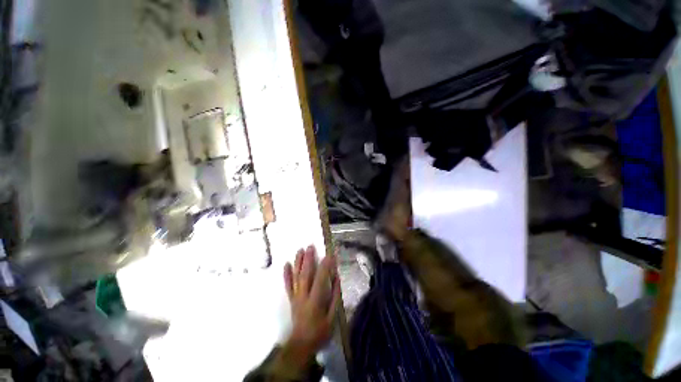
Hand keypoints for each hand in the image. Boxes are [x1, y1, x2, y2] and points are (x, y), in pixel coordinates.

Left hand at [282, 246, 339, 363]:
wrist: (301, 344)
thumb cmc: (320, 331)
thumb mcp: (333, 317)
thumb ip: (335, 296)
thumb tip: (336, 278)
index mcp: (315, 301)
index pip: (321, 279)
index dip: (325, 266)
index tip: (329, 255)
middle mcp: (304, 296)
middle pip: (305, 274)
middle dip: (308, 259)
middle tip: (310, 246)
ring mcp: (296, 297)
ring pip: (296, 277)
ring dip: (298, 262)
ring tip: (300, 250)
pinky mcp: (291, 299)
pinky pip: (288, 285)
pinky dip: (286, 274)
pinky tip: (286, 264)